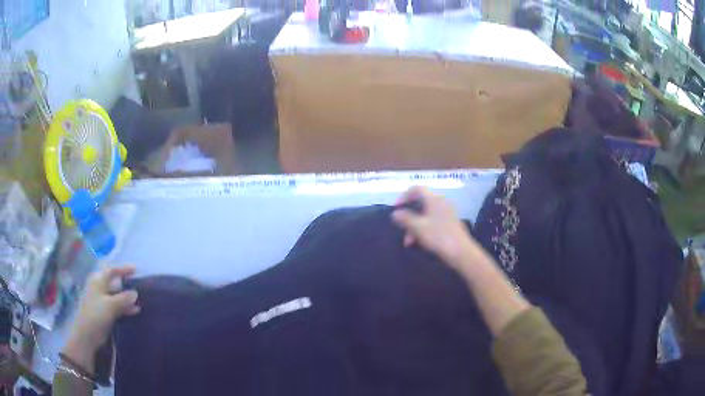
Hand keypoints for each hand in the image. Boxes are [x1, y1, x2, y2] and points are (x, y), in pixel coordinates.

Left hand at [63, 266, 139, 371]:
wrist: (88, 333)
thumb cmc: (96, 313)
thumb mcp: (111, 305)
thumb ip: (123, 298)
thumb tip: (135, 292)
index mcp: (98, 281)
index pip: (111, 270)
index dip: (123, 269)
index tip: (135, 270)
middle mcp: (100, 288)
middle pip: (114, 283)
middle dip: (126, 284)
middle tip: (139, 286)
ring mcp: (102, 301)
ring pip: (117, 296)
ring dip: (127, 298)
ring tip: (140, 301)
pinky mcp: (105, 313)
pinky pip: (117, 306)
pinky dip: (125, 308)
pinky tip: (135, 311)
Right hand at [391, 187, 477, 267]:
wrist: (461, 252)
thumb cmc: (439, 237)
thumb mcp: (418, 227)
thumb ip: (405, 218)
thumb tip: (395, 212)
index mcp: (434, 199)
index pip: (416, 189)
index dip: (404, 196)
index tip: (395, 209)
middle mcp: (441, 202)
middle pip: (420, 204)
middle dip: (408, 217)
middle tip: (401, 229)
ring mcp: (446, 213)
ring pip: (425, 215)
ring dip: (414, 226)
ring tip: (409, 242)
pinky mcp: (450, 223)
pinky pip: (432, 221)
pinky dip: (423, 229)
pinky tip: (420, 242)